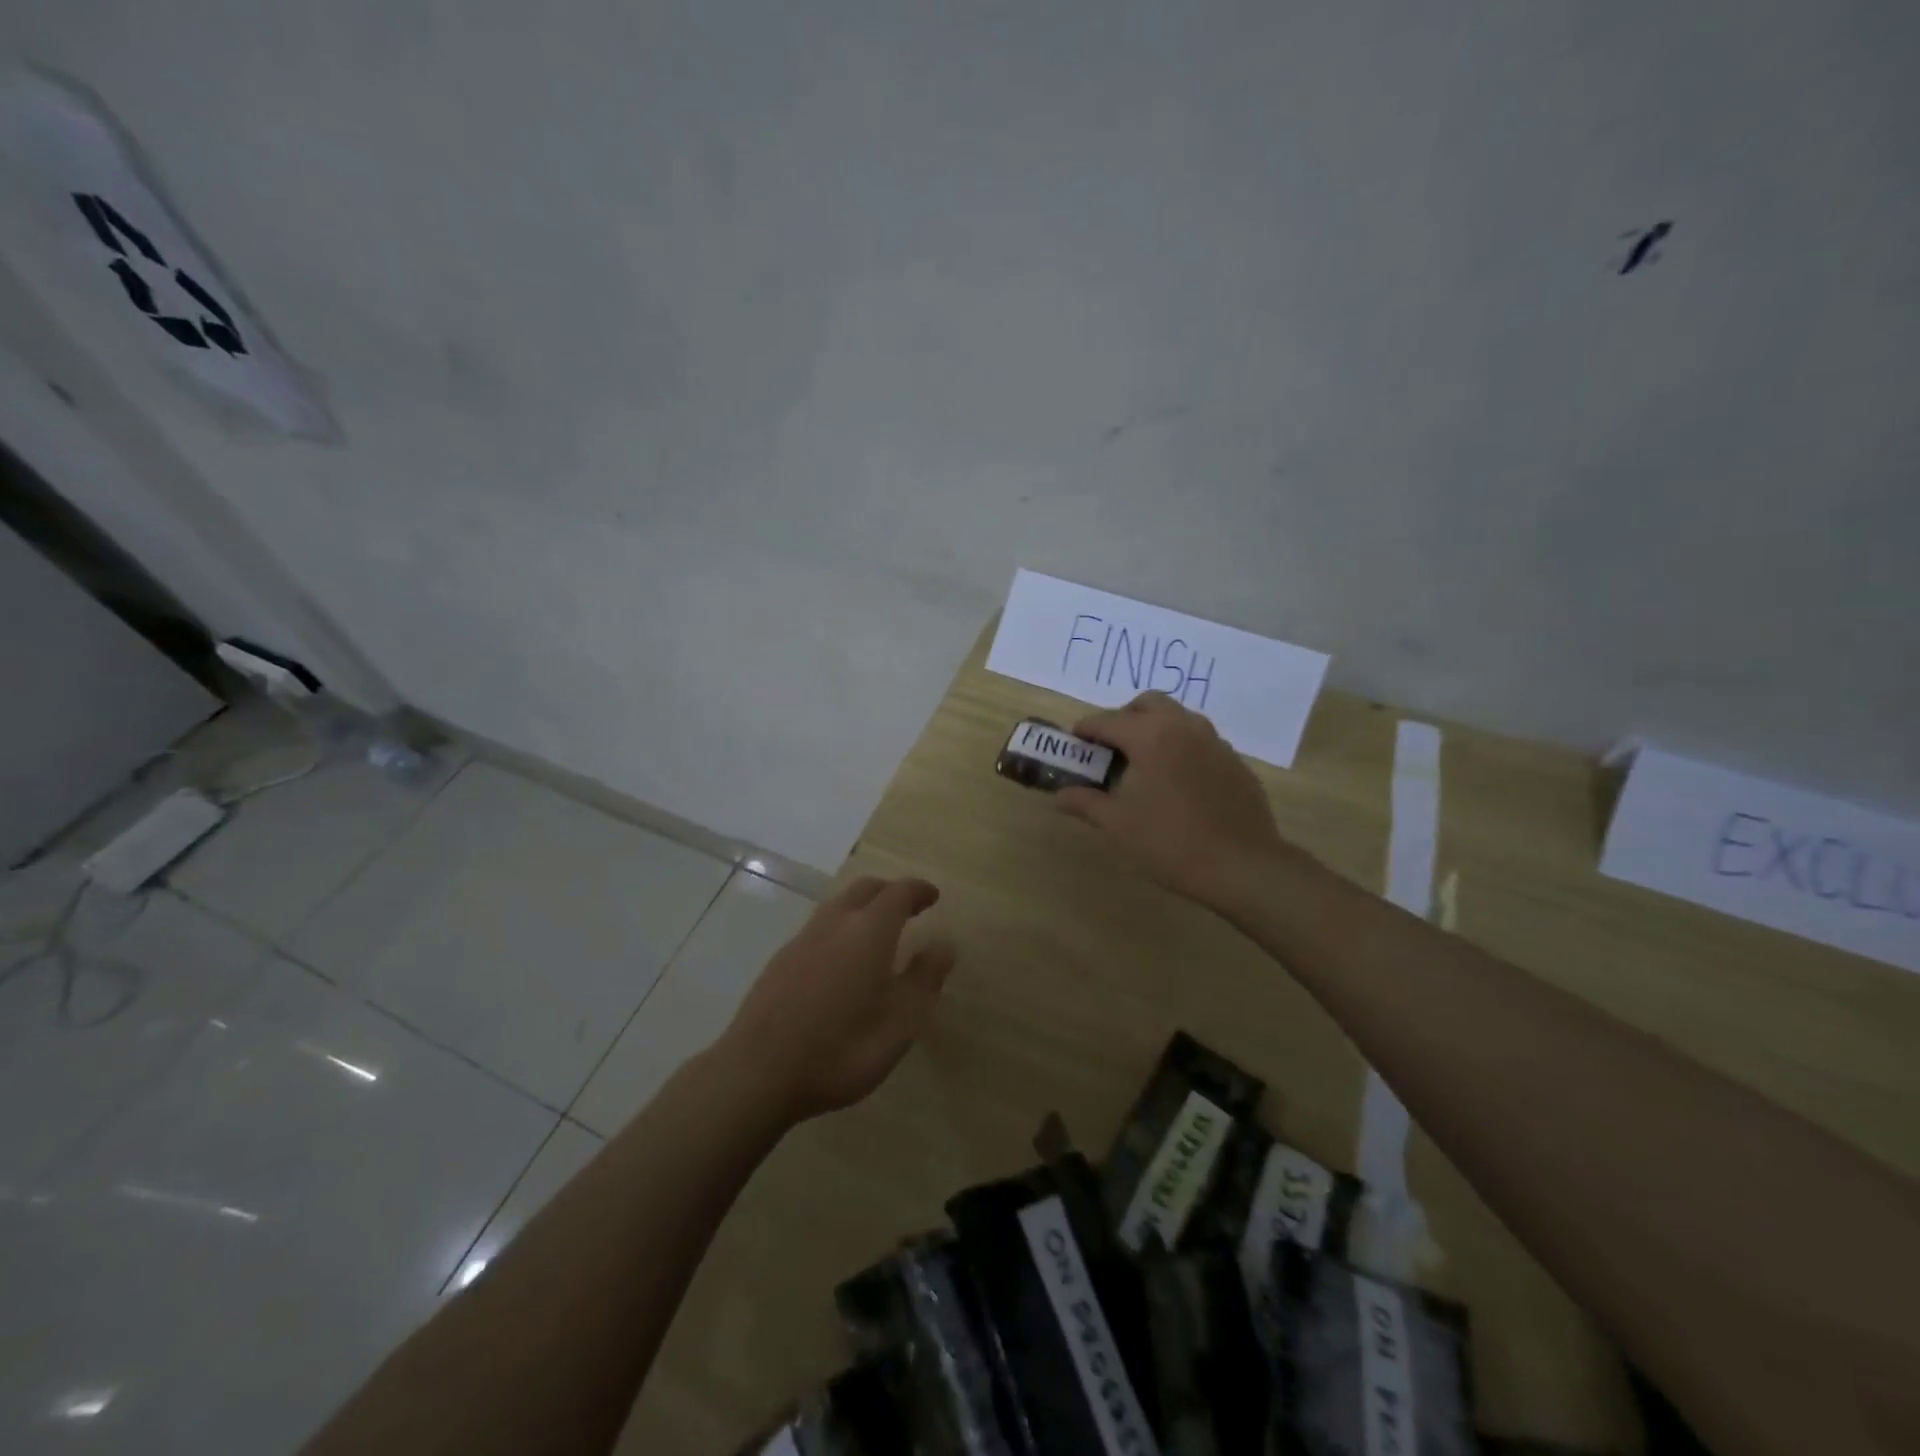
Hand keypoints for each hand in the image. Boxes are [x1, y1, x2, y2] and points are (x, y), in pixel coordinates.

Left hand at [716, 876, 954, 1125]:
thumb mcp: (900, 1023)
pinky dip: (840, 926)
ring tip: (878, 930)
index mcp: (869, 931)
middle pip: (865, 889)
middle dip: (890, 891)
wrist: (758, 1072)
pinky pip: (819, 926)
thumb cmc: (841, 1049)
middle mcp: (835, 923)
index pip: (898, 893)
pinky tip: (842, 958)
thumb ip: (924, 979)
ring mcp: (802, 939)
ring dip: (863, 906)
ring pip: (838, 904)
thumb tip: (944, 945)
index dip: (918, 890)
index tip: (933, 896)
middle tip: (909, 907)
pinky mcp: (780, 960)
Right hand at [1058, 692, 1302, 913]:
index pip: (1108, 721)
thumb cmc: (1171, 843)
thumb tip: (1059, 795)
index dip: (1086, 730)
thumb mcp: (1118, 825)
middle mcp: (1184, 727)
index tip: (1074, 742)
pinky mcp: (1235, 761)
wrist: (1243, 866)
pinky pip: (1200, 740)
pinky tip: (1177, 781)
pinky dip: (1181, 746)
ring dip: (1155, 728)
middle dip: (1124, 717)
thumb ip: (1085, 803)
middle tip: (1110, 746)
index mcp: (1151, 736)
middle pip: (1148, 703)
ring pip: (1178, 717)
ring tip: (1143, 762)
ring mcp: (1215, 742)